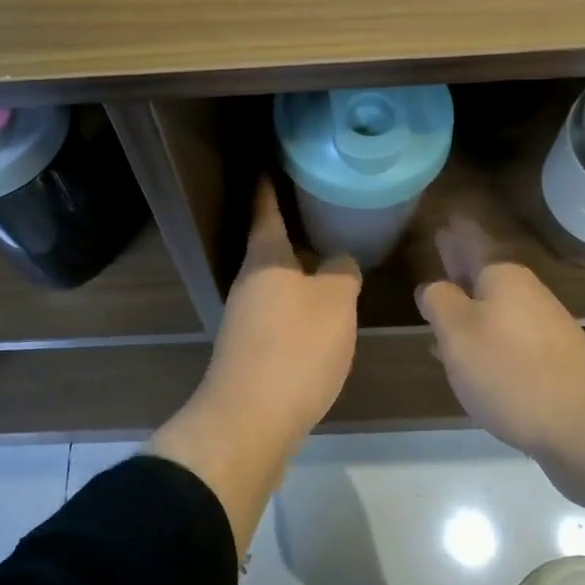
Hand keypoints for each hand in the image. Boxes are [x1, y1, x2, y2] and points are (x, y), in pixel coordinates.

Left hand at [199, 182, 361, 440]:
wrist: (250, 420)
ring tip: (329, 266)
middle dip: (292, 233)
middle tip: (321, 216)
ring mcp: (244, 318)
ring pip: (275, 283)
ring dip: (298, 274)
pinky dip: (297, 306)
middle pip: (270, 248)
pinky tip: (319, 318)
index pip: (265, 210)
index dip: (269, 186)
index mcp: (265, 259)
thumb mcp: (334, 302)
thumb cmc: (295, 347)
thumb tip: (339, 261)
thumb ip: (340, 273)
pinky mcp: (248, 349)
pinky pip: (277, 314)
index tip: (268, 164)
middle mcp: (248, 282)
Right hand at [415, 218, 584, 461]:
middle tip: (442, 251)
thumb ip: (438, 301)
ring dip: (470, 309)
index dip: (456, 234)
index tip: (448, 218)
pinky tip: (473, 361)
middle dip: (461, 267)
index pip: (472, 243)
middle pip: (485, 274)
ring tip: (444, 313)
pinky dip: (487, 341)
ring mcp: (545, 329)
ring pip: (496, 310)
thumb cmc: (511, 370)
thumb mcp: (456, 331)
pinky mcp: (555, 364)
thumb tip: (433, 287)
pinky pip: (509, 340)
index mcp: (502, 277)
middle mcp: (527, 294)